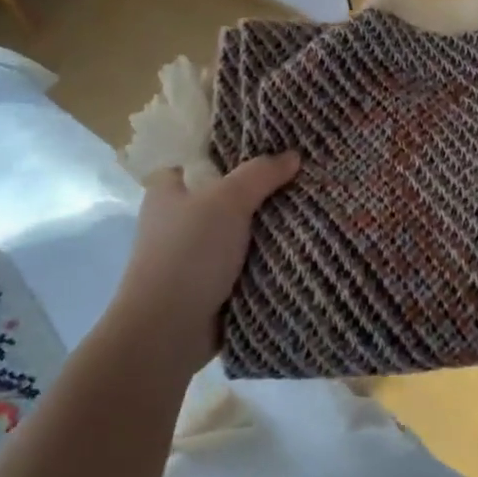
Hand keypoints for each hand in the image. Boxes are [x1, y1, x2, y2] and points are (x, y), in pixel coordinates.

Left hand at [110, 153, 300, 371]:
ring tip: (310, 207)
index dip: (235, 150)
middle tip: (302, 176)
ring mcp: (193, 253)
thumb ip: (260, 173)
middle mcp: (177, 218)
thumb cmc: (189, 253)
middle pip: (227, 193)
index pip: (202, 158)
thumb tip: (293, 155)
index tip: (274, 145)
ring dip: (267, 227)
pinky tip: (298, 246)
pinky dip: (265, 257)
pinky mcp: (209, 284)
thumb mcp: (227, 201)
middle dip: (261, 189)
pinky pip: (244, 261)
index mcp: (168, 189)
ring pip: (239, 229)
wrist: (167, 331)